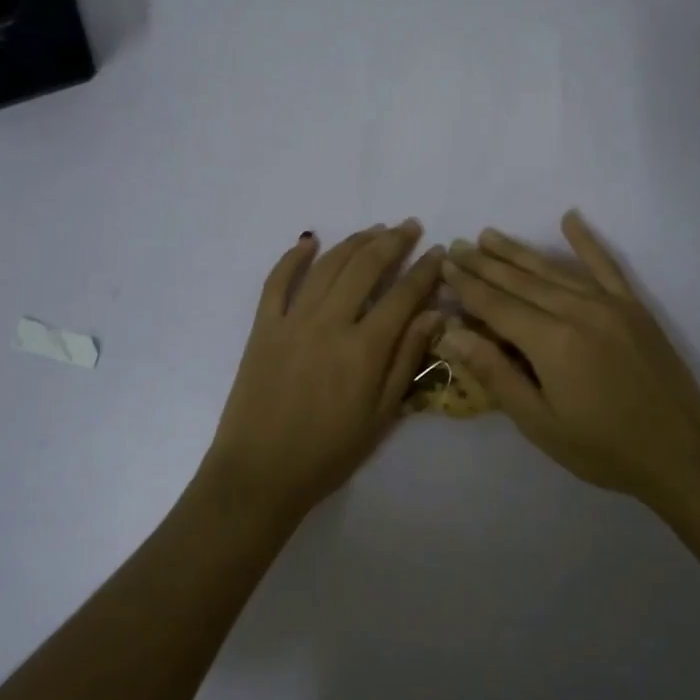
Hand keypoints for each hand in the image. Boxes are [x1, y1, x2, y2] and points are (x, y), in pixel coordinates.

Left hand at [199, 221, 443, 524]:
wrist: (259, 473)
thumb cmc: (329, 452)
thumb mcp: (382, 415)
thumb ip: (407, 360)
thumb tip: (433, 315)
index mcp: (364, 348)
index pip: (403, 295)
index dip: (425, 270)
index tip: (440, 252)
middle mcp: (330, 323)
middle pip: (365, 267)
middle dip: (392, 242)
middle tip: (410, 226)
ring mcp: (292, 320)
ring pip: (327, 265)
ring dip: (354, 241)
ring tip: (375, 230)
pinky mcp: (263, 326)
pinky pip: (277, 281)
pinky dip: (294, 256)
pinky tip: (310, 240)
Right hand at [439, 210, 699, 506]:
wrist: (681, 453)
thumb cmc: (603, 448)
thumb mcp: (539, 422)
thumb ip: (495, 373)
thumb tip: (453, 334)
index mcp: (551, 342)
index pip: (496, 305)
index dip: (467, 286)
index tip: (444, 265)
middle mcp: (577, 311)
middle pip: (520, 281)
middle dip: (485, 263)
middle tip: (458, 246)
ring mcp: (609, 304)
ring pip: (553, 269)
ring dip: (518, 251)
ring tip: (489, 235)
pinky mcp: (634, 307)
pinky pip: (605, 265)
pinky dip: (586, 241)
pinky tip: (570, 218)